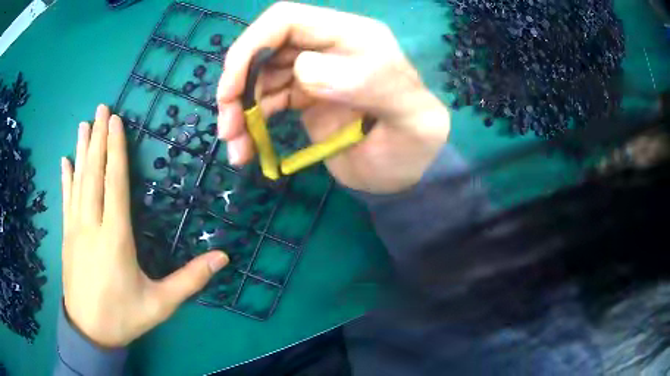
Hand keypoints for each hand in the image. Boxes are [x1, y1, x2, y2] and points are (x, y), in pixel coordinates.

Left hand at [61, 105, 228, 347]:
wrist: (90, 332)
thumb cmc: (124, 317)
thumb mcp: (160, 304)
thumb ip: (190, 280)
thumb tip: (223, 258)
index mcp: (115, 238)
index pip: (114, 184)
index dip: (115, 150)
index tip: (115, 121)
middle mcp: (92, 226)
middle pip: (94, 174)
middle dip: (98, 139)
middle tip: (101, 109)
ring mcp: (75, 230)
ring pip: (78, 182)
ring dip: (81, 151)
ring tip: (84, 124)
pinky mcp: (66, 237)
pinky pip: (66, 200)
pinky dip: (66, 178)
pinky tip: (65, 161)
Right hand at [217, 2, 449, 193]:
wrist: (407, 172)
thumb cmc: (414, 143)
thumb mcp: (411, 117)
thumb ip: (371, 84)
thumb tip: (304, 69)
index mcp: (352, 37)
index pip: (286, 20)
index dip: (251, 44)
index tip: (232, 86)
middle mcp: (327, 47)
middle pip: (264, 50)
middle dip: (237, 85)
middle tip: (228, 127)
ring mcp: (313, 73)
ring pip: (259, 78)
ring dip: (239, 110)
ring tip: (236, 147)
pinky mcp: (304, 97)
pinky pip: (267, 102)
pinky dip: (251, 124)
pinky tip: (246, 149)